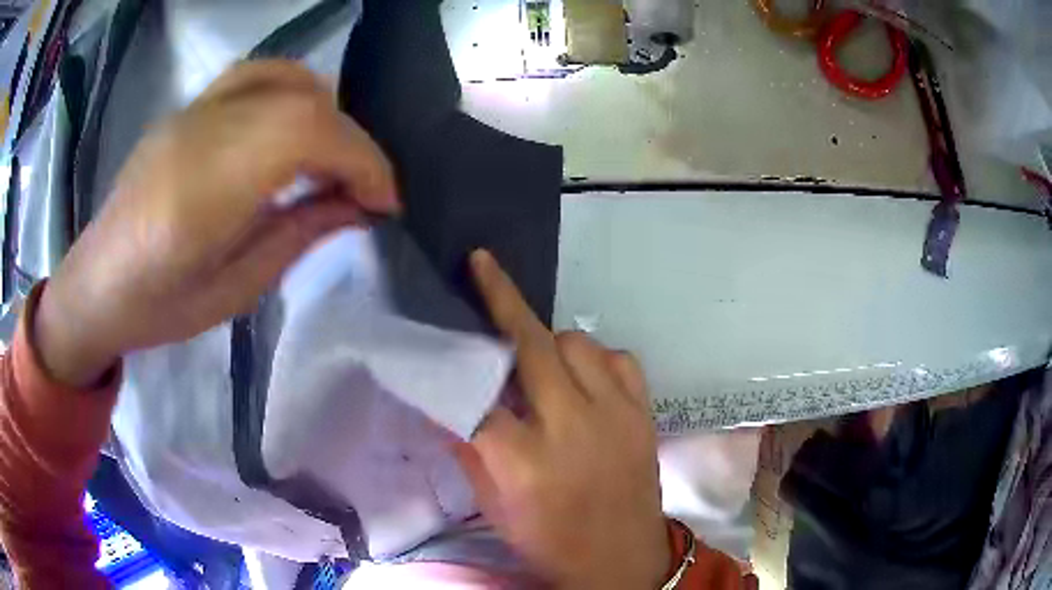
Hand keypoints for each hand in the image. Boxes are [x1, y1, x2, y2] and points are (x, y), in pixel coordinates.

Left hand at [33, 60, 398, 386]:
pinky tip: (295, 127)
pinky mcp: (189, 107)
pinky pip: (257, 75)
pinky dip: (295, 91)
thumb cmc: (157, 309)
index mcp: (201, 193)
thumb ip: (297, 236)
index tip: (383, 203)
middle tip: (362, 190)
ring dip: (327, 113)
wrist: (96, 283)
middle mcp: (198, 133)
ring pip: (286, 78)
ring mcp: (191, 111)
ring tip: (332, 159)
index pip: (303, 133)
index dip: (361, 158)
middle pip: (303, 101)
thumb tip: (357, 207)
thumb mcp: (234, 292)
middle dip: (352, 143)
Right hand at [457, 250, 669, 588]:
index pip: (473, 392)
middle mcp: (571, 427)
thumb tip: (445, 398)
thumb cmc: (549, 541)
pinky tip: (584, 376)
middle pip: (529, 343)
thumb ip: (466, 447)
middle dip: (500, 295)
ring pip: (577, 342)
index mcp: (522, 460)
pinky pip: (619, 359)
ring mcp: (616, 415)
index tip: (435, 327)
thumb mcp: (493, 506)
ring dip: (549, 341)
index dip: (450, 360)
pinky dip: (595, 358)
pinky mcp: (645, 415)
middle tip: (481, 264)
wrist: (623, 561)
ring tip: (537, 359)